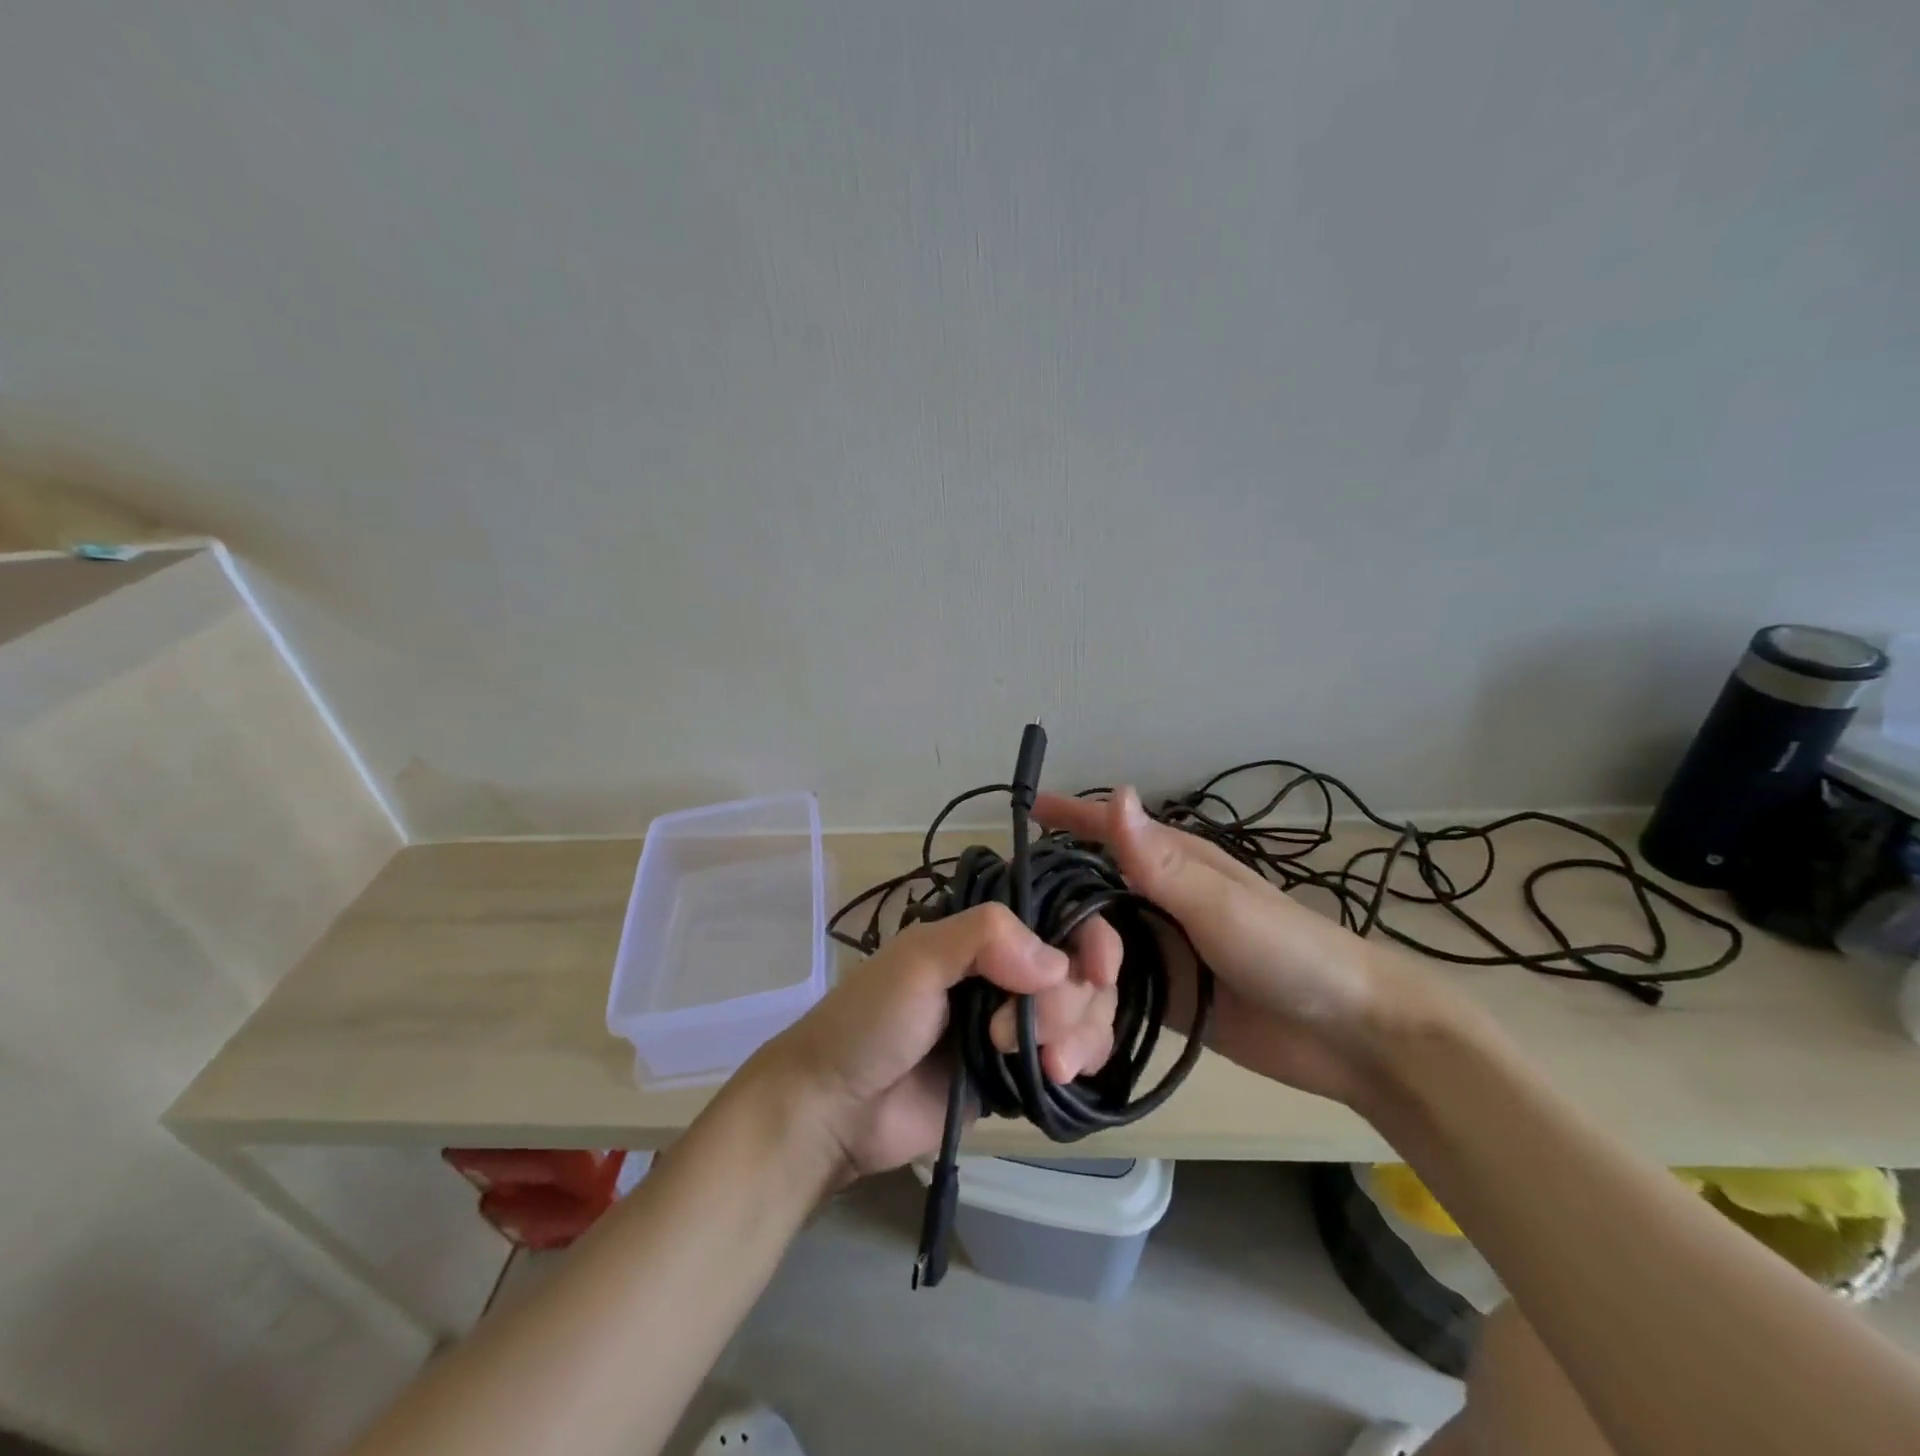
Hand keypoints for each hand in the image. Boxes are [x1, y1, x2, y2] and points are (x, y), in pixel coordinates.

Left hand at [744, 903, 1121, 1178]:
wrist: (836, 1109)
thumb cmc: (869, 1021)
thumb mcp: (918, 961)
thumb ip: (984, 939)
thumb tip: (1059, 963)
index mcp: (984, 935)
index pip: (1061, 918)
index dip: (1092, 939)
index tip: (1097, 972)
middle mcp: (1007, 971)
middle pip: (1080, 971)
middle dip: (1067, 1003)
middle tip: (1013, 1034)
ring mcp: (1015, 1023)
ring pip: (1086, 1014)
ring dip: (1078, 1035)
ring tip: (1043, 1065)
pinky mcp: (1018, 1073)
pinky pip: (1073, 1059)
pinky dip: (1079, 1062)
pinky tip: (1055, 1076)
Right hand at [1034, 787, 1419, 1106]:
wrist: (1349, 1034)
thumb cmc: (1288, 952)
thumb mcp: (1220, 905)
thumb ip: (1160, 861)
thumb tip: (1114, 793)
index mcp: (1168, 866)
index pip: (1104, 833)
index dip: (1065, 819)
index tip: (1021, 814)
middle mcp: (1153, 903)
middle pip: (1081, 906)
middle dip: (1044, 933)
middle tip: (1011, 968)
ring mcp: (1155, 952)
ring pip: (1087, 959)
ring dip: (1061, 992)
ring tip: (1034, 1035)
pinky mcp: (1159, 998)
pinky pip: (1107, 1001)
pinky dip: (1085, 1020)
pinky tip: (1062, 1050)